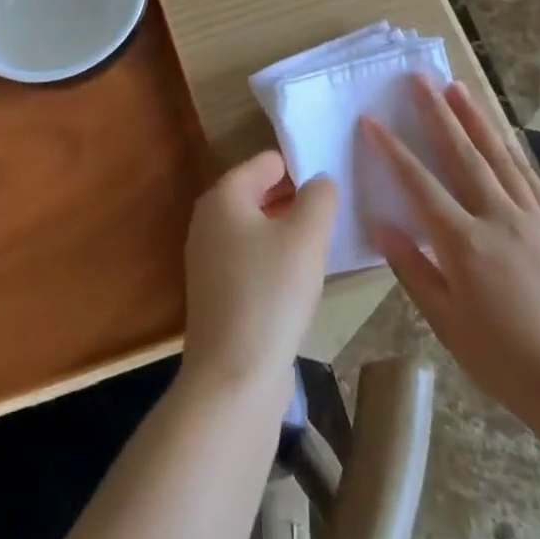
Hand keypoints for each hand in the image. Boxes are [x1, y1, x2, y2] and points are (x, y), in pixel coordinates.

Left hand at [182, 152, 335, 396]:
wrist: (234, 375)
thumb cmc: (271, 293)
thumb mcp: (306, 237)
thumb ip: (319, 198)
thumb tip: (319, 180)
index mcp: (223, 196)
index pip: (264, 163)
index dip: (298, 167)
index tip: (331, 181)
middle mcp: (207, 220)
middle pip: (256, 193)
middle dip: (292, 198)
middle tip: (332, 209)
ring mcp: (207, 258)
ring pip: (254, 228)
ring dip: (285, 230)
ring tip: (322, 239)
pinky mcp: (215, 291)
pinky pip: (250, 258)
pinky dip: (273, 257)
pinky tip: (299, 276)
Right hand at [364, 78, 539, 438]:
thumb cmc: (506, 362)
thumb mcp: (447, 323)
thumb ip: (414, 269)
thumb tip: (384, 225)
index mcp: (464, 243)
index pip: (418, 183)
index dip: (392, 148)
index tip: (371, 120)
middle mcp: (499, 219)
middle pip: (462, 154)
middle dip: (437, 113)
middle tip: (419, 78)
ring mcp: (534, 221)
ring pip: (500, 157)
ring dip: (476, 119)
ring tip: (458, 88)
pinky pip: (531, 179)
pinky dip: (512, 151)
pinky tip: (502, 135)